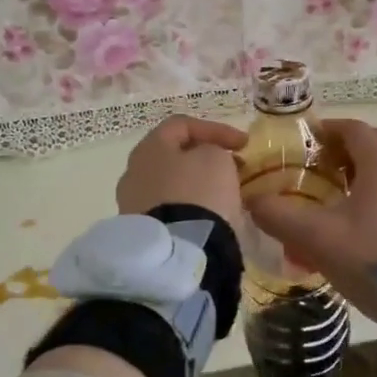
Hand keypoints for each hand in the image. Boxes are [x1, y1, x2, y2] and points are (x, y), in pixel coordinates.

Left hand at [115, 115, 246, 230]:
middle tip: (233, 167)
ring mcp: (133, 203)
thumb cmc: (198, 193)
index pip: (182, 124)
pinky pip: (169, 209)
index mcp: (149, 147)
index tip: (244, 145)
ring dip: (197, 184)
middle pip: (173, 155)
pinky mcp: (142, 231)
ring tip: (223, 194)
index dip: (216, 129)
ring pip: (171, 184)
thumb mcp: (216, 159)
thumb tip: (208, 159)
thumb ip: (214, 149)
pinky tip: (207, 216)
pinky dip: (189, 206)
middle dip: (204, 158)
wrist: (177, 251)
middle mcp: (133, 171)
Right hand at [247, 118, 376, 325]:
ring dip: (362, 176)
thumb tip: (251, 200)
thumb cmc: (372, 258)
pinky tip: (365, 227)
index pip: (353, 129)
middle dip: (343, 153)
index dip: (327, 130)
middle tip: (316, 171)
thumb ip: (279, 216)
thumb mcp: (317, 238)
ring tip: (338, 200)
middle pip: (373, 147)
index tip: (304, 143)